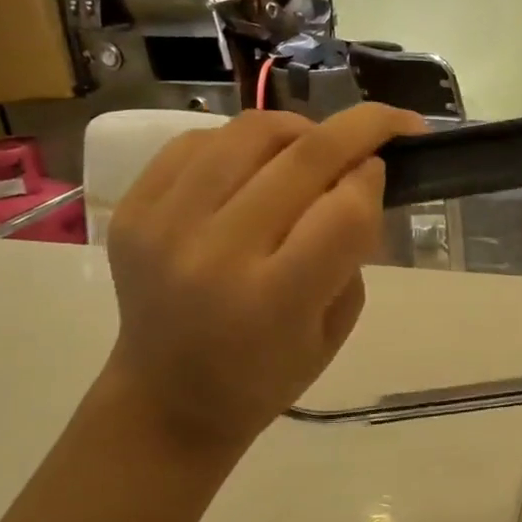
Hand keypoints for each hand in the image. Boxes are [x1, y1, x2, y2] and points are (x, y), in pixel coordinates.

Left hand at [100, 103, 424, 451]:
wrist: (165, 399)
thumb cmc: (266, 375)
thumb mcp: (335, 327)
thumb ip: (352, 249)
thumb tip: (359, 175)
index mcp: (274, 300)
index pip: (344, 209)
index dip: (374, 179)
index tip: (386, 172)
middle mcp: (216, 254)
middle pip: (303, 156)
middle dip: (360, 128)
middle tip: (389, 123)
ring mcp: (165, 225)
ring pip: (250, 132)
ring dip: (301, 127)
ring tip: (317, 145)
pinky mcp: (133, 209)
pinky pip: (198, 141)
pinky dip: (243, 141)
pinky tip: (258, 163)